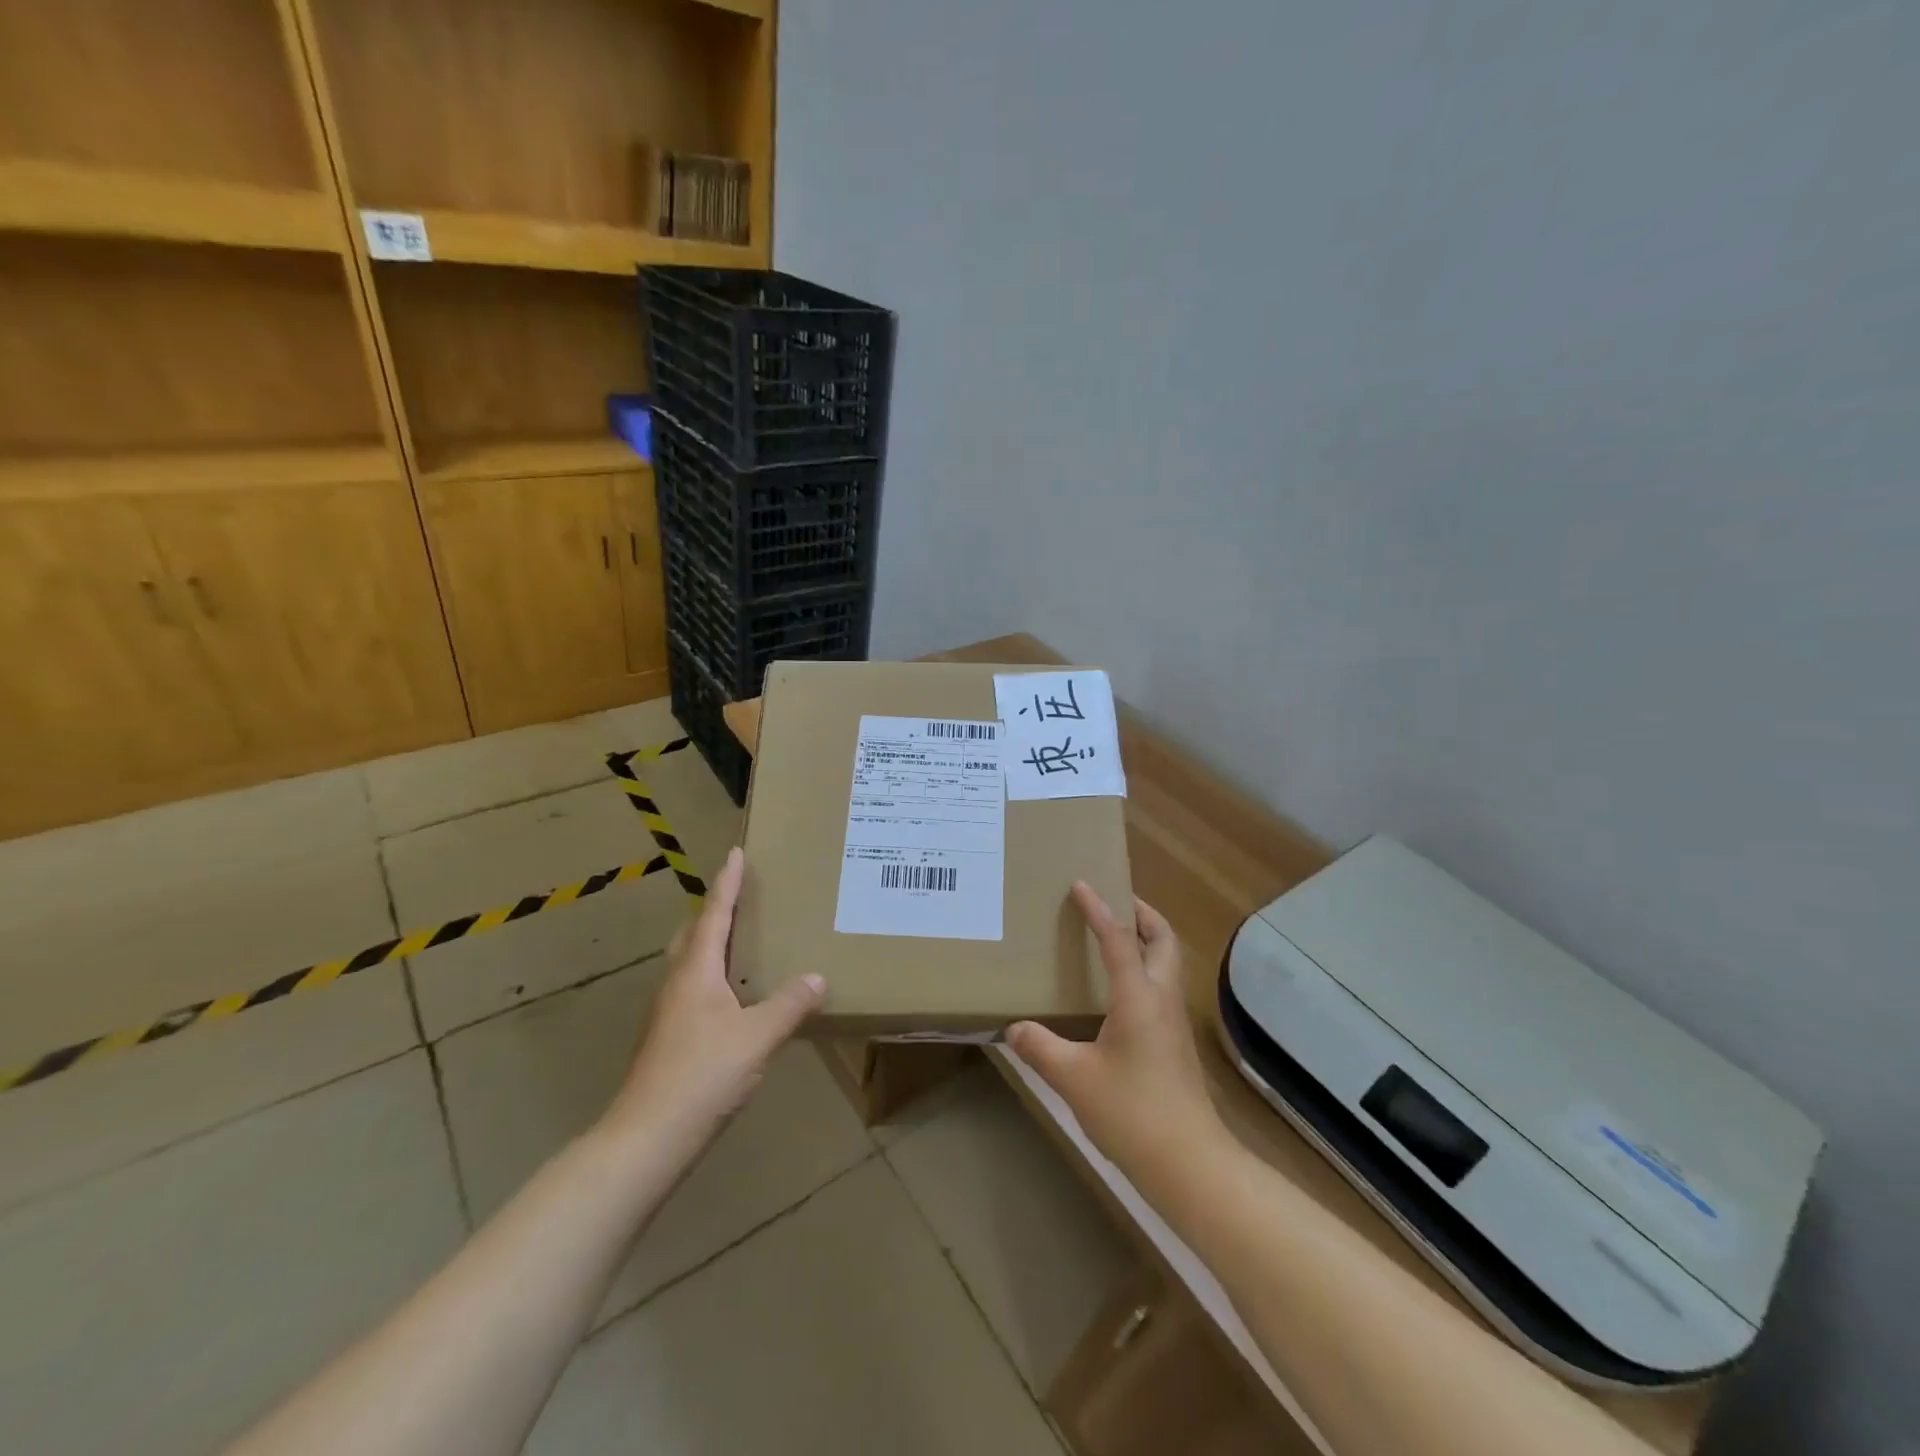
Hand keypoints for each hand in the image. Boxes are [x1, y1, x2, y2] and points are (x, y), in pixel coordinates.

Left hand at [607, 847, 824, 1147]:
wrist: (648, 1137)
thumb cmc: (702, 1074)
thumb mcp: (757, 1037)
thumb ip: (789, 1004)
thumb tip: (817, 977)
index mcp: (697, 970)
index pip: (715, 913)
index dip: (727, 883)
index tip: (735, 852)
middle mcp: (678, 982)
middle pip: (695, 933)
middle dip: (716, 909)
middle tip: (741, 895)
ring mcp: (669, 1012)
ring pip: (691, 962)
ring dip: (713, 942)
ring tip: (743, 939)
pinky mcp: (670, 1038)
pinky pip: (695, 988)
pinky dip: (715, 975)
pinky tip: (735, 995)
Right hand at [1007, 884, 1228, 1192]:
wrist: (1190, 1164)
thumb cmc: (1132, 1113)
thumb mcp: (1074, 1079)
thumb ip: (1041, 1048)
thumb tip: (1013, 1028)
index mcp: (1139, 997)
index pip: (1118, 940)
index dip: (1099, 910)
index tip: (1082, 885)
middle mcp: (1162, 1000)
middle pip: (1163, 941)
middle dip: (1142, 914)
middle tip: (1116, 901)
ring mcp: (1174, 1023)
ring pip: (1167, 964)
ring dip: (1147, 941)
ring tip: (1115, 938)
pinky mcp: (1175, 1045)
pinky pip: (1161, 988)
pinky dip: (1145, 970)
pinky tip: (1119, 992)